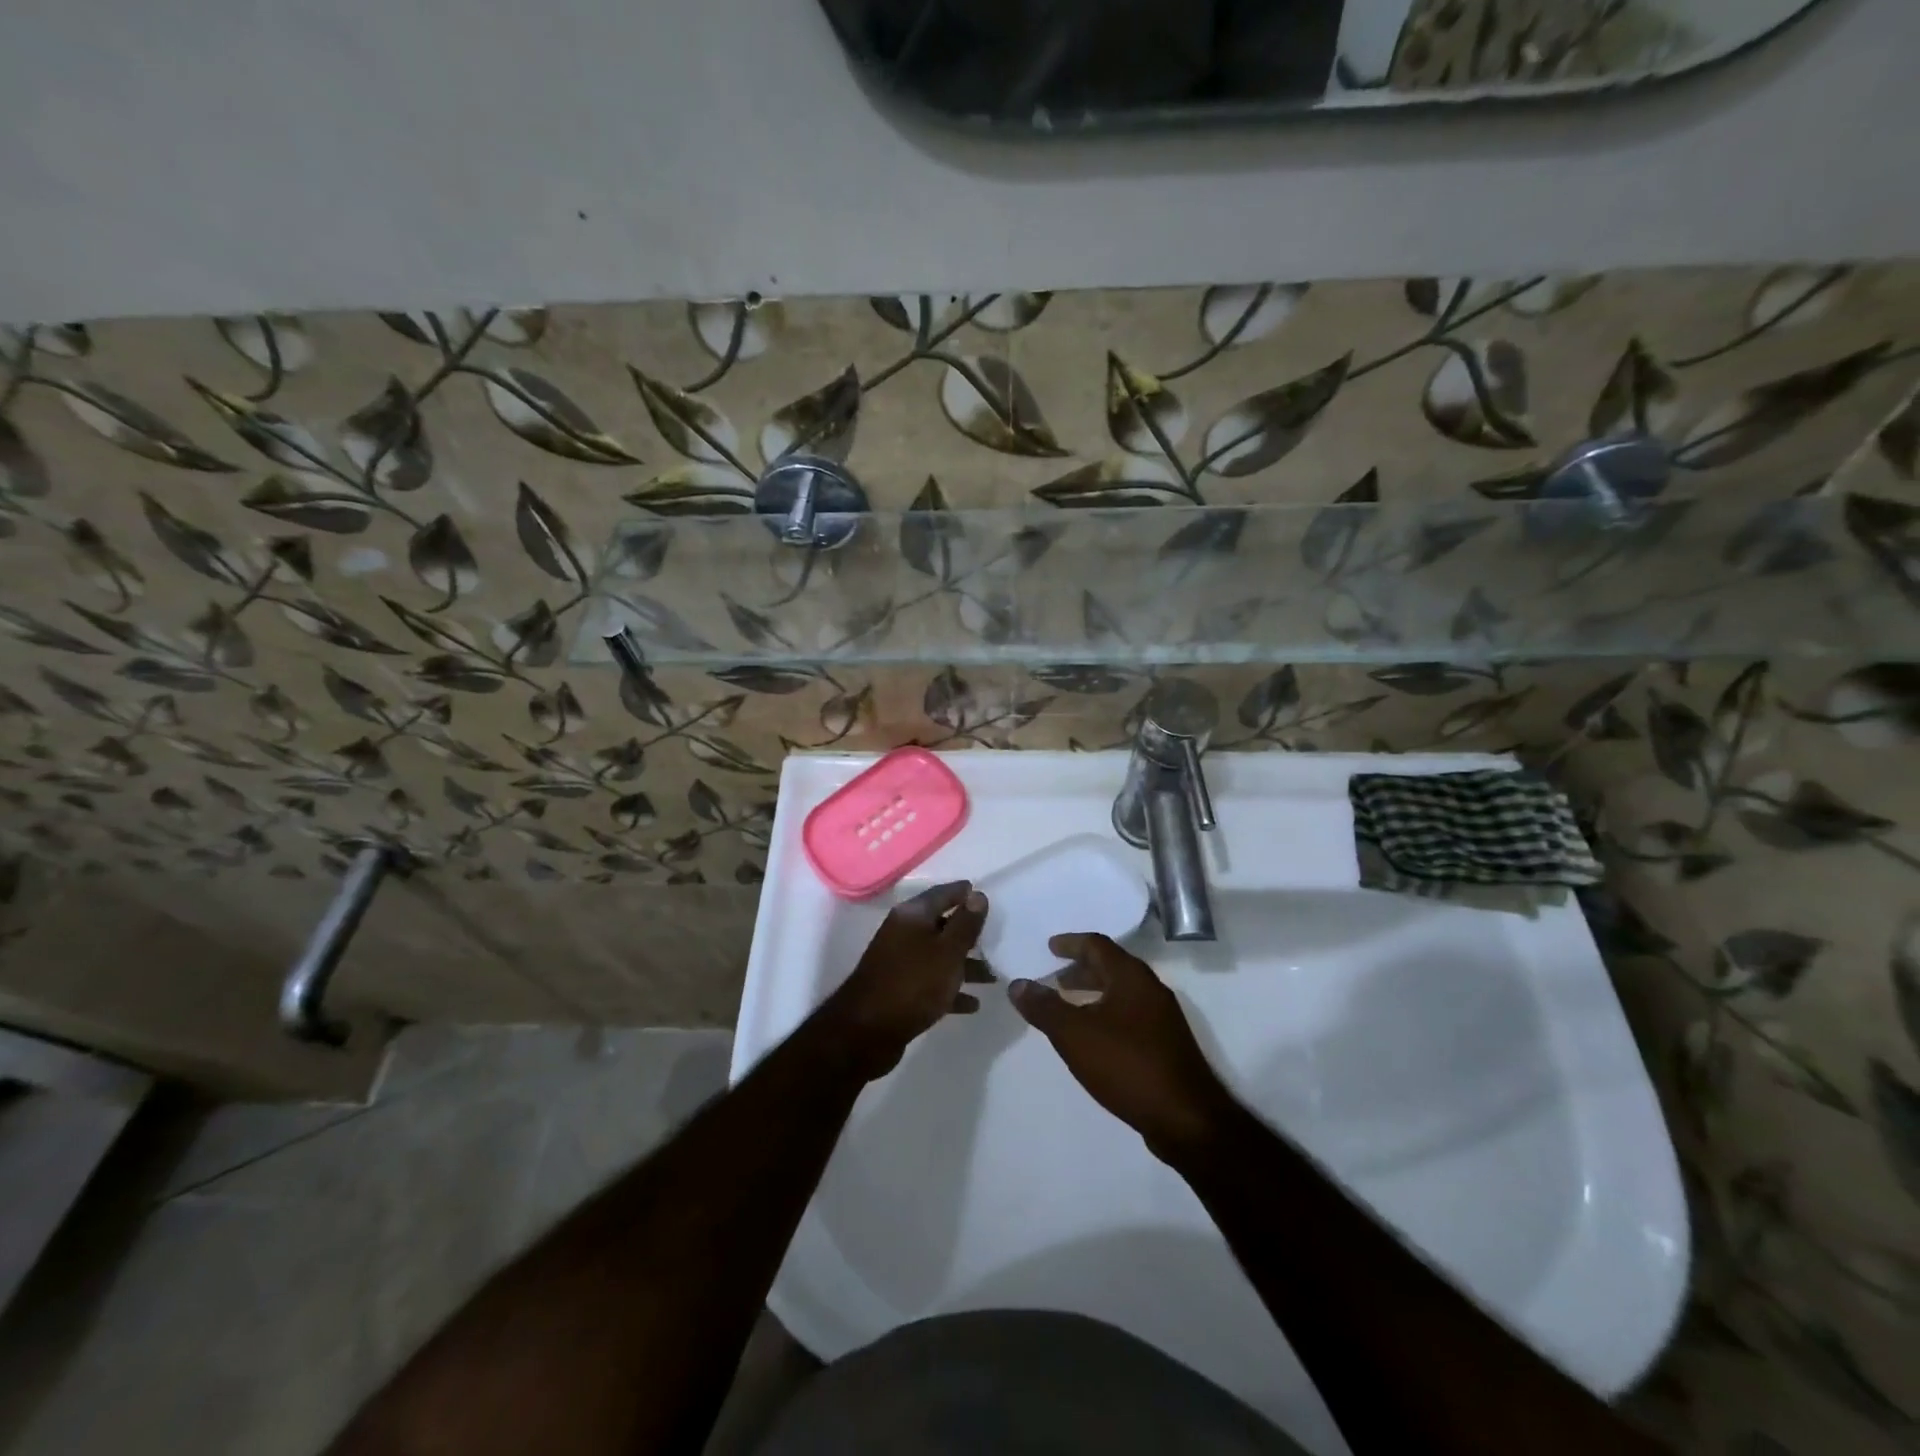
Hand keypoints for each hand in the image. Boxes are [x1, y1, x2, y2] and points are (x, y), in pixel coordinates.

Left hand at [817, 881, 989, 1079]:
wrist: (867, 1032)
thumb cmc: (913, 983)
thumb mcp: (948, 951)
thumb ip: (965, 924)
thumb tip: (977, 895)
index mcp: (912, 915)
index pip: (943, 893)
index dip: (965, 893)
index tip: (988, 896)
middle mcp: (903, 933)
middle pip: (941, 925)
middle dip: (969, 932)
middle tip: (997, 938)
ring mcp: (899, 962)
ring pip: (939, 956)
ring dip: (965, 964)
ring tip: (994, 977)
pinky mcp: (899, 990)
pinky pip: (931, 983)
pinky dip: (951, 990)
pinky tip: (973, 1004)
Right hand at [1009, 933, 1236, 1160]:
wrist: (1186, 1119)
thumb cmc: (1127, 1065)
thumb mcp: (1075, 1034)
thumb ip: (1044, 1007)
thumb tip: (1018, 984)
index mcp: (1131, 977)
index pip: (1097, 945)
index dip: (1071, 943)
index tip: (1050, 947)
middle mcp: (1151, 989)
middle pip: (1112, 967)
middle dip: (1081, 970)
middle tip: (1055, 979)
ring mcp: (1163, 1018)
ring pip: (1122, 993)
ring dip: (1094, 994)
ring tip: (1069, 1008)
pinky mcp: (1167, 1044)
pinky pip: (1130, 1015)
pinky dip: (1107, 1013)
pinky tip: (1094, 1038)